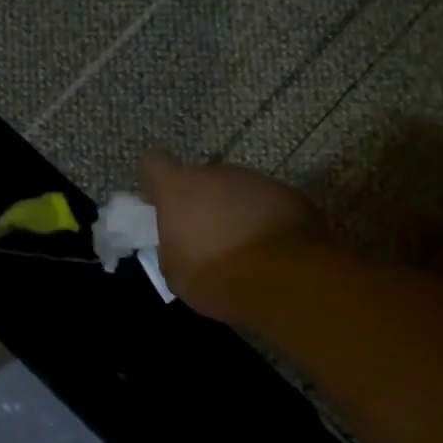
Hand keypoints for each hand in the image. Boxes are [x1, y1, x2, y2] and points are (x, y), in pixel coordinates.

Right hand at [139, 148, 325, 320]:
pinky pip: (265, 202)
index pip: (154, 163)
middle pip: (199, 179)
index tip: (158, 199)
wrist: (284, 279)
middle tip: (204, 234)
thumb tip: (179, 241)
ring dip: (233, 210)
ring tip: (240, 244)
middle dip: (200, 201)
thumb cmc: (215, 276)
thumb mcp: (175, 271)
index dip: (154, 179)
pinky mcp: (288, 193)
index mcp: (177, 188)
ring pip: (234, 190)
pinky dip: (262, 218)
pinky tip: (268, 248)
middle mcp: (215, 174)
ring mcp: (255, 180)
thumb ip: (172, 245)